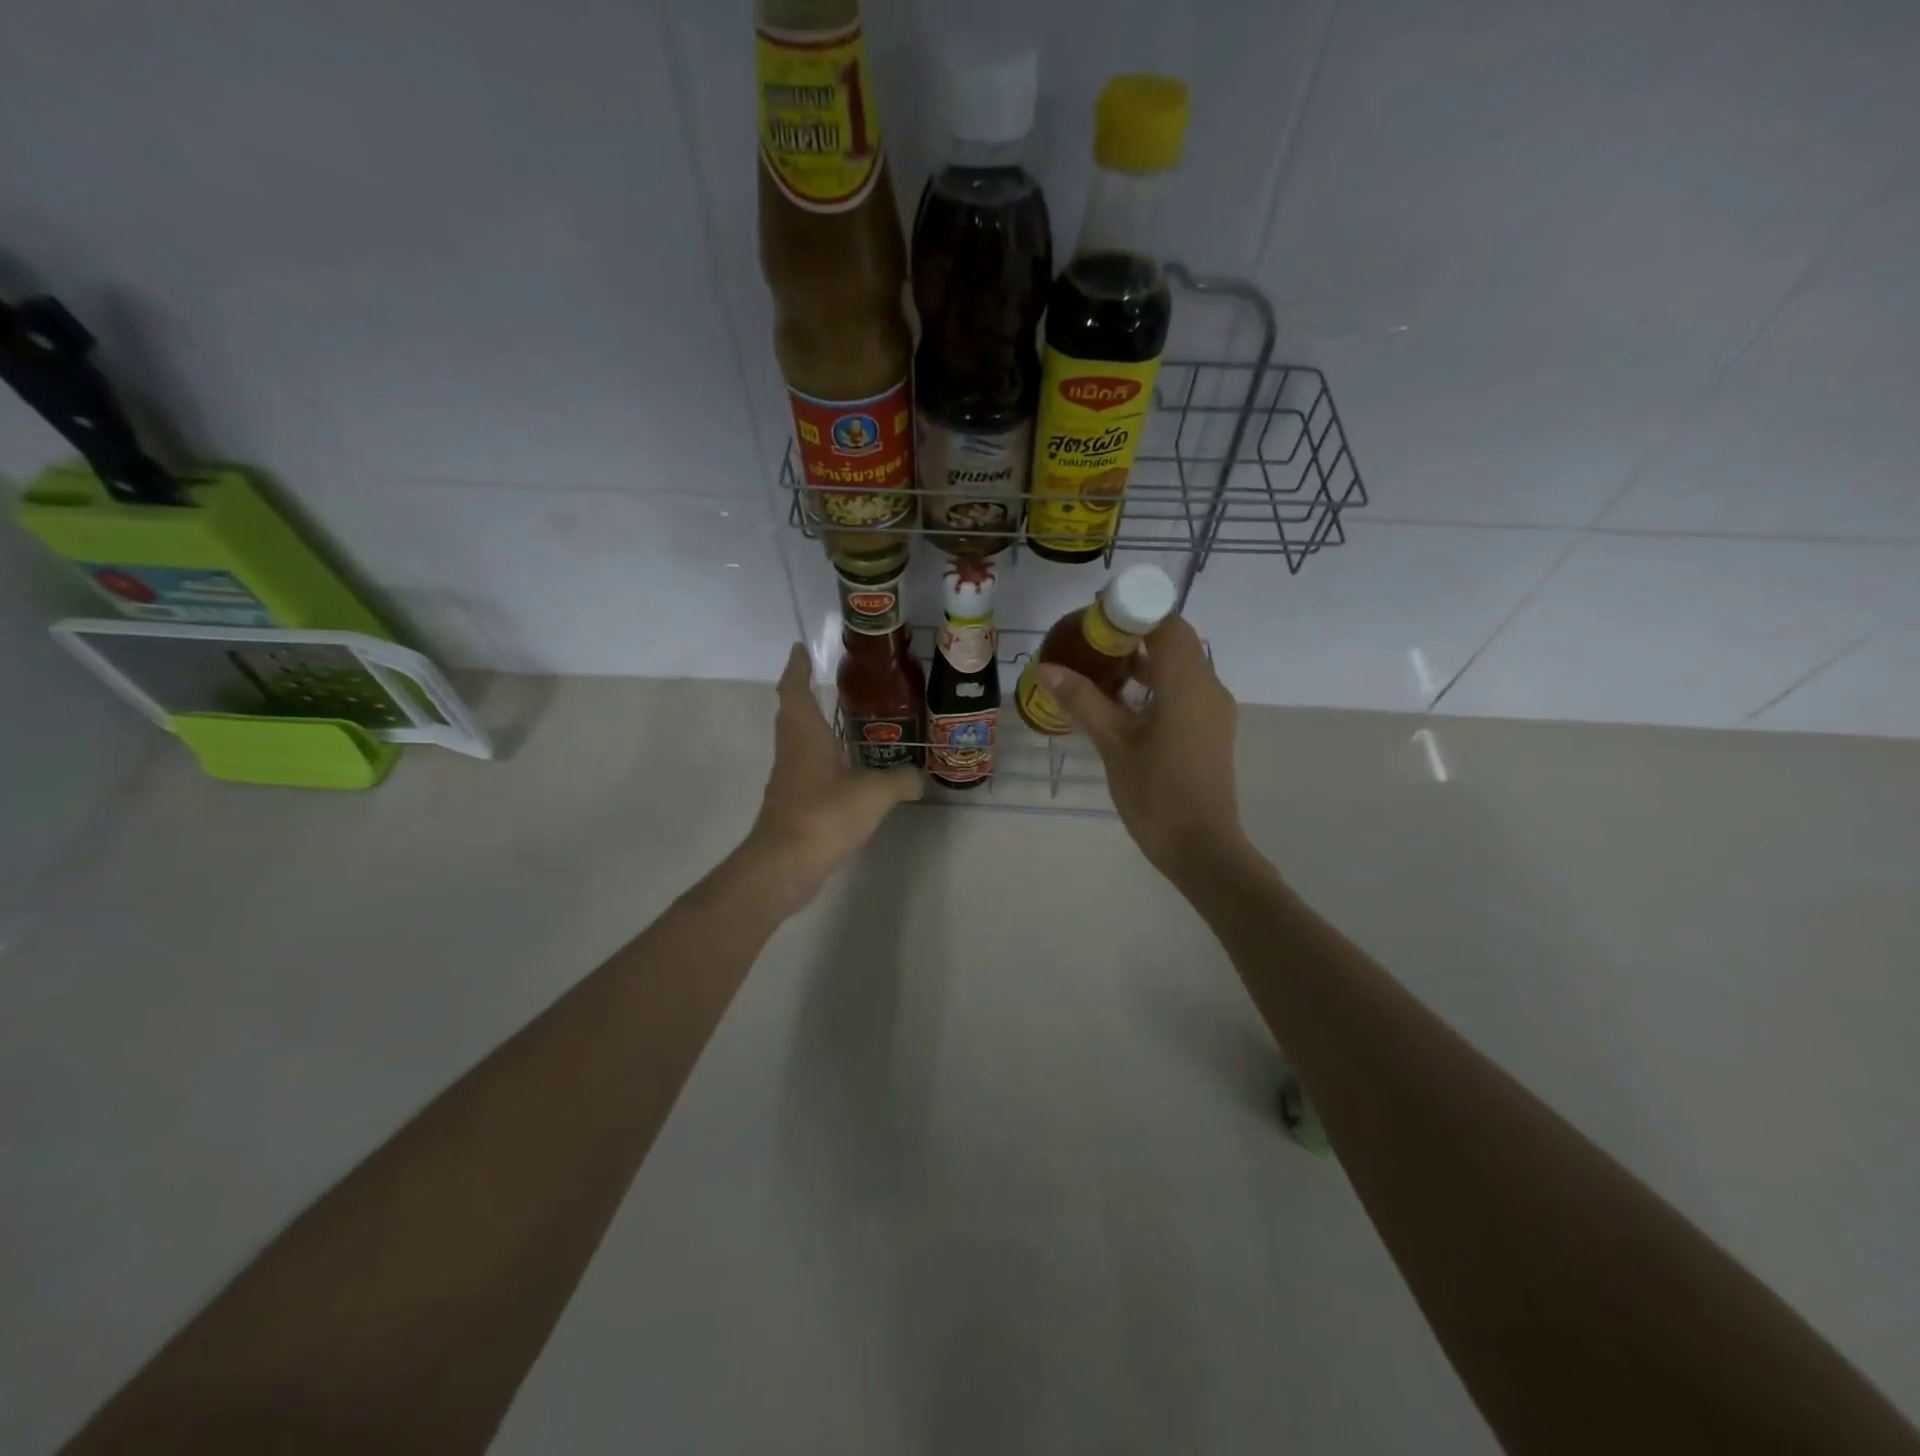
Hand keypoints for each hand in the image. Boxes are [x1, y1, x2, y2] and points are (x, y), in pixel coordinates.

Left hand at [742, 643, 922, 912]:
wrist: (784, 865)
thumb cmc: (825, 814)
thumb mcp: (874, 793)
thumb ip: (901, 781)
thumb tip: (921, 777)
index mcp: (805, 735)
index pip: (795, 689)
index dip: (797, 667)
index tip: (800, 648)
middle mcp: (792, 751)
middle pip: (792, 714)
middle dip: (805, 694)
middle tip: (827, 682)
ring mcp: (789, 780)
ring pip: (799, 744)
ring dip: (814, 729)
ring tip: (843, 724)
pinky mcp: (792, 806)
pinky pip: (807, 772)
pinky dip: (822, 762)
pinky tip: (845, 773)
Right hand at [1037, 615, 1245, 879]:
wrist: (1201, 848)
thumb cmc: (1156, 793)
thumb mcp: (1113, 744)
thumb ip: (1082, 700)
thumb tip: (1048, 668)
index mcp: (1188, 683)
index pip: (1167, 624)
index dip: (1133, 612)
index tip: (1096, 616)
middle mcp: (1208, 687)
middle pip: (1174, 642)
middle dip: (1134, 635)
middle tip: (1090, 643)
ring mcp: (1214, 710)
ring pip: (1180, 667)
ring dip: (1144, 662)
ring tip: (1099, 670)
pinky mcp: (1211, 730)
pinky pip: (1184, 691)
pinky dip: (1156, 685)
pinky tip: (1122, 704)